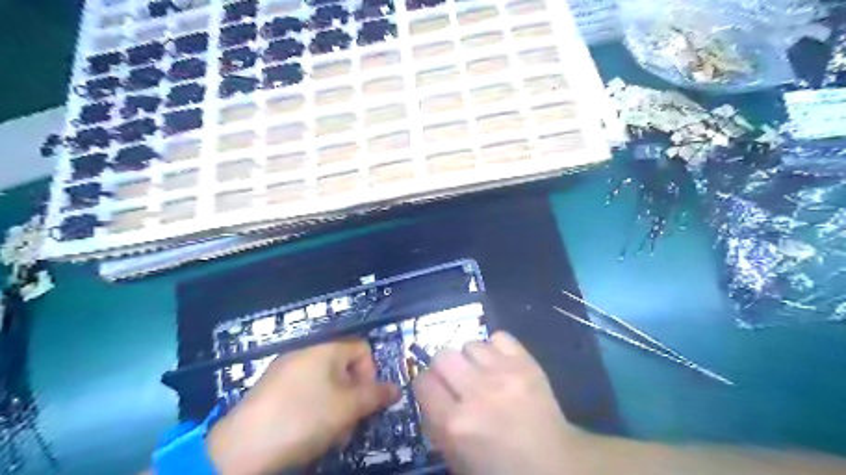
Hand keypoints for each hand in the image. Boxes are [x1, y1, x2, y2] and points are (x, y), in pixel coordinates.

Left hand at [208, 340, 399, 473]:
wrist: (241, 448)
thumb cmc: (303, 418)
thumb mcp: (347, 408)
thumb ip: (376, 395)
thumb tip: (397, 388)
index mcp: (326, 349)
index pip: (363, 349)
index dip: (371, 373)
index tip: (366, 401)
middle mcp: (306, 352)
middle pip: (345, 369)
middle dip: (353, 397)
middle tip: (349, 425)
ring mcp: (286, 370)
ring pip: (326, 384)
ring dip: (336, 407)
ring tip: (330, 436)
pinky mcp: (272, 389)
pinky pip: (305, 392)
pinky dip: (315, 409)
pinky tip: (308, 433)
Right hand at [413, 333, 582, 473]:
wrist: (555, 465)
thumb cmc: (501, 469)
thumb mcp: (457, 459)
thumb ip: (437, 425)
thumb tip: (430, 395)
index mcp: (455, 424)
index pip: (422, 381)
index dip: (426, 386)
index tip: (435, 391)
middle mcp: (476, 393)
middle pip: (443, 355)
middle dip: (445, 368)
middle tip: (457, 381)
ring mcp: (504, 375)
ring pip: (470, 344)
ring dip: (472, 359)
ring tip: (482, 373)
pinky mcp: (526, 363)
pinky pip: (499, 337)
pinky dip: (496, 348)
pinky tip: (500, 364)